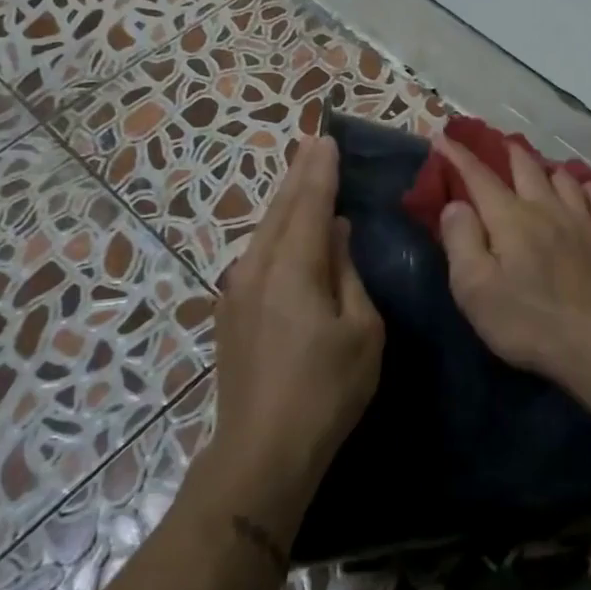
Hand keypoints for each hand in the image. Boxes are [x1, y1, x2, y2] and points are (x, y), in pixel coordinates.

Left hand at [209, 137, 383, 524]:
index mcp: (293, 268)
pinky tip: (283, 234)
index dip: (320, 172)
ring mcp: (236, 291)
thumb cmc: (326, 389)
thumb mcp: (361, 330)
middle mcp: (257, 268)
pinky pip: (256, 256)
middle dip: (298, 176)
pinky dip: (274, 233)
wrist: (262, 449)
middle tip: (313, 145)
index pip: (309, 205)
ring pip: (263, 232)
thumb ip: (348, 275)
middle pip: (280, 210)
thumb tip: (336, 235)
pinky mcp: (229, 313)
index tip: (328, 140)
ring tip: (300, 178)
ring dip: (284, 203)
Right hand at [433, 134, 590, 384]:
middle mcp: (547, 210)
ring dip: (548, 169)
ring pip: (565, 180)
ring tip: (541, 167)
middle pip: (527, 169)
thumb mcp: (475, 288)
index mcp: (510, 219)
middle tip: (499, 144)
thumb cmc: (528, 321)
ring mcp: (584, 224)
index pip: (479, 177)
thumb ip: (461, 241)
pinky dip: (588, 190)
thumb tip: (456, 204)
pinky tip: (586, 190)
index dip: (459, 156)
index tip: (443, 137)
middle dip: (509, 153)